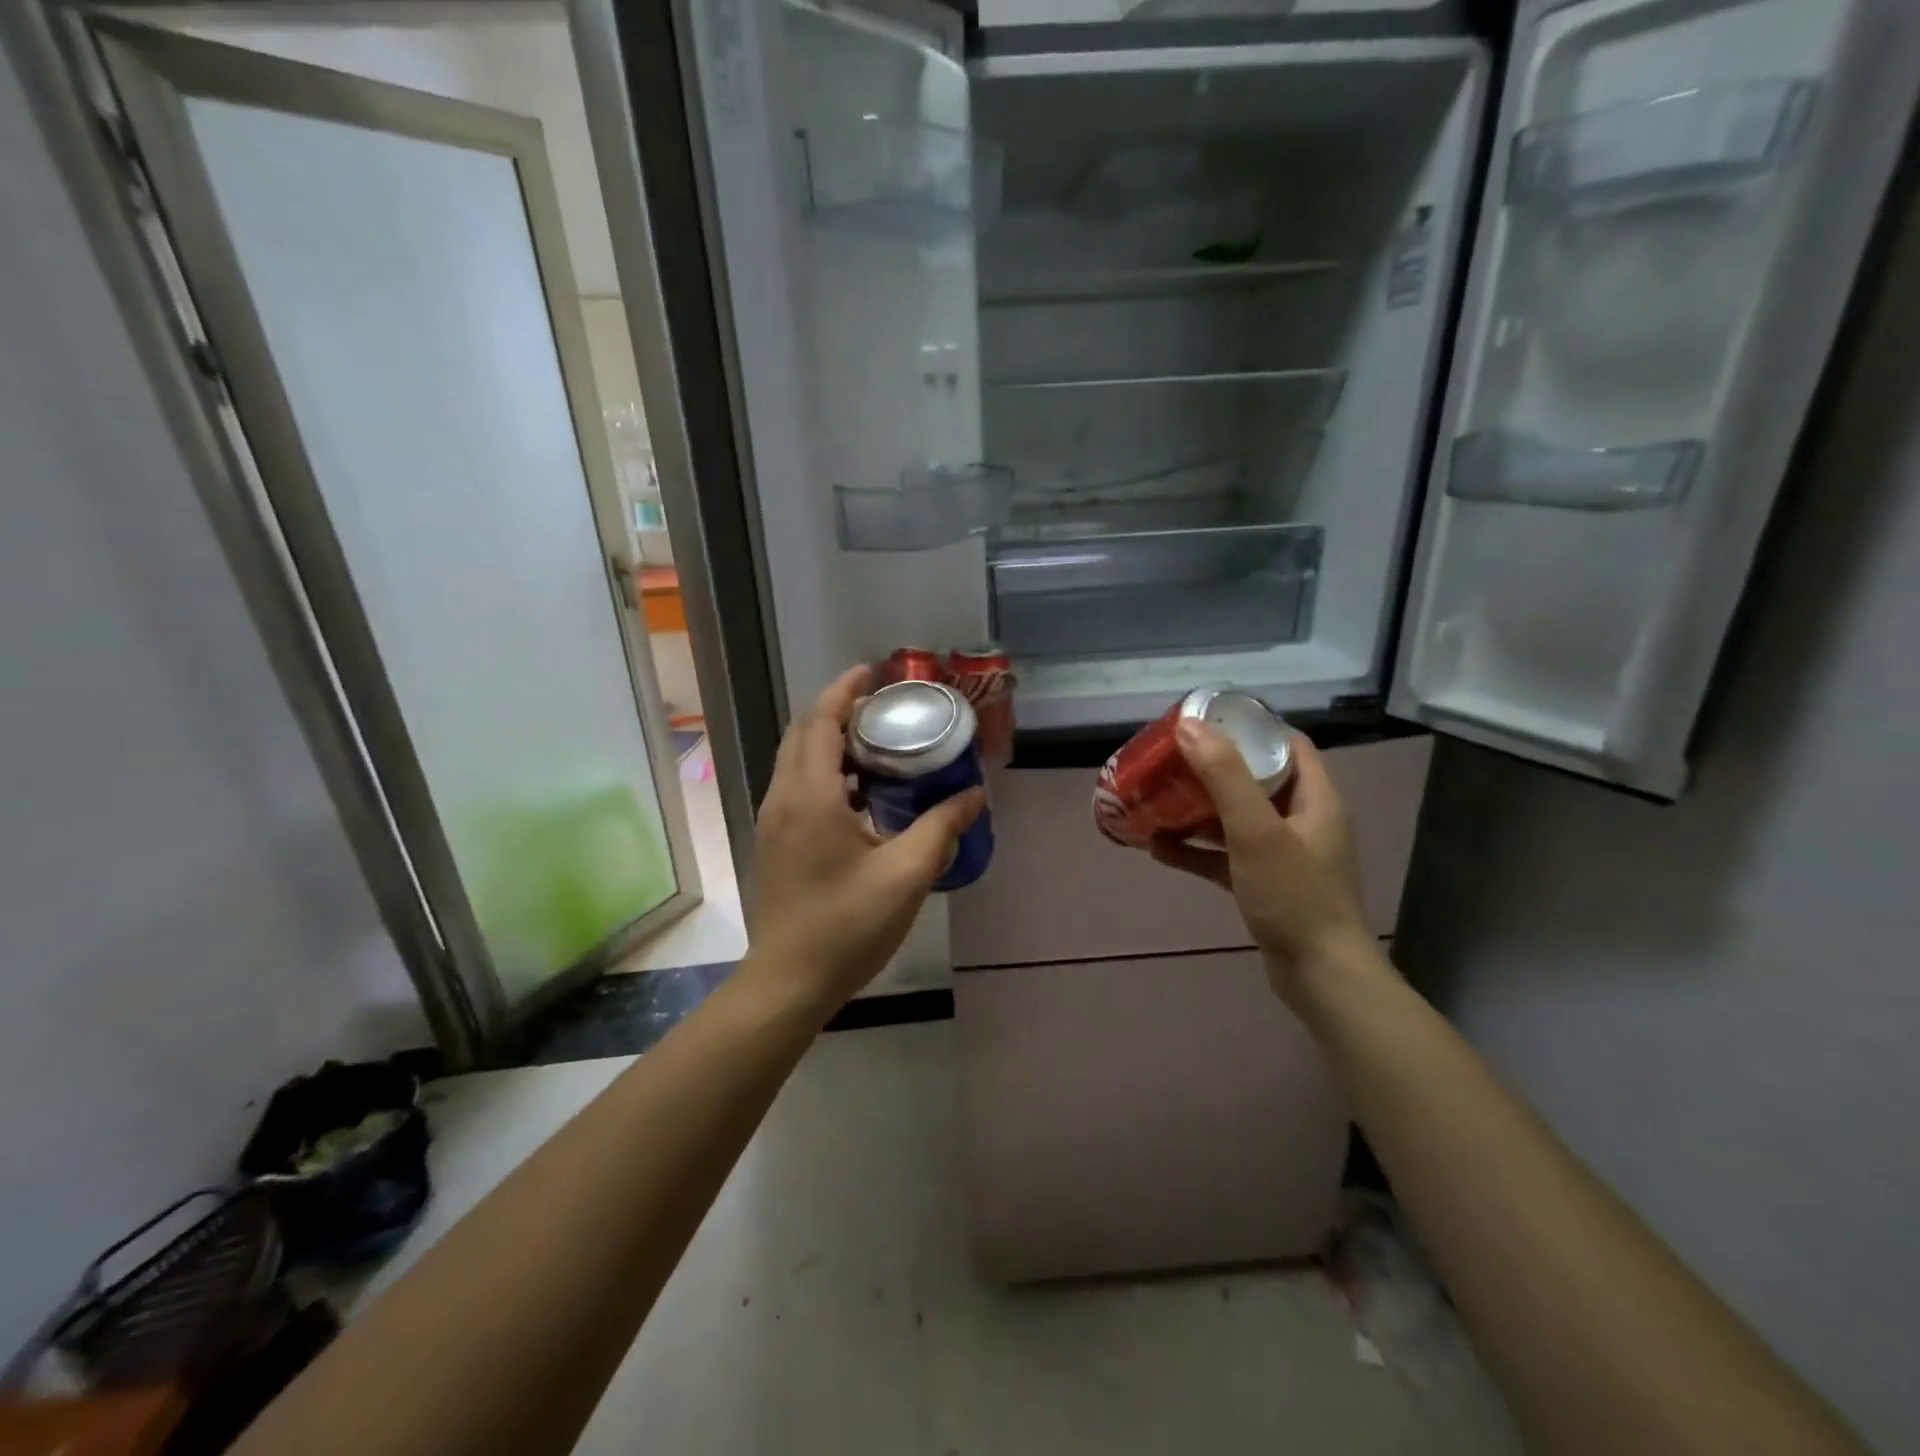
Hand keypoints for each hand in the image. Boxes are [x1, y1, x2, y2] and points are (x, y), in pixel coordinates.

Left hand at [741, 665, 984, 1018]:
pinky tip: (860, 794)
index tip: (873, 671)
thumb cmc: (847, 926)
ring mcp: (772, 821)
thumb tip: (975, 794)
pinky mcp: (774, 842)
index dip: (845, 690)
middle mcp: (783, 798)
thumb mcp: (907, 875)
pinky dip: (824, 771)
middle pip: (804, 733)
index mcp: (810, 796)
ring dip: (830, 741)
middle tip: (883, 706)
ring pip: (797, 760)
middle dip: (838, 709)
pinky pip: (796, 786)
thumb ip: (941, 827)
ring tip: (876, 743)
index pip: (821, 721)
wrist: (787, 982)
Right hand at [1148, 720, 1382, 1012]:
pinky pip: (1226, 855)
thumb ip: (1225, 777)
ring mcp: (1284, 854)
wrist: (1319, 976)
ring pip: (1237, 818)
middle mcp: (1303, 820)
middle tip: (1172, 758)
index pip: (1287, 744)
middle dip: (1213, 767)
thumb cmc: (1294, 896)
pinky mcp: (1265, 883)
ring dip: (1199, 808)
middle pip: (1256, 778)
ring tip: (1159, 796)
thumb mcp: (1256, 831)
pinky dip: (1197, 849)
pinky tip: (1158, 847)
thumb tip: (1189, 726)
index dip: (1250, 727)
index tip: (1206, 721)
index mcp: (1315, 798)